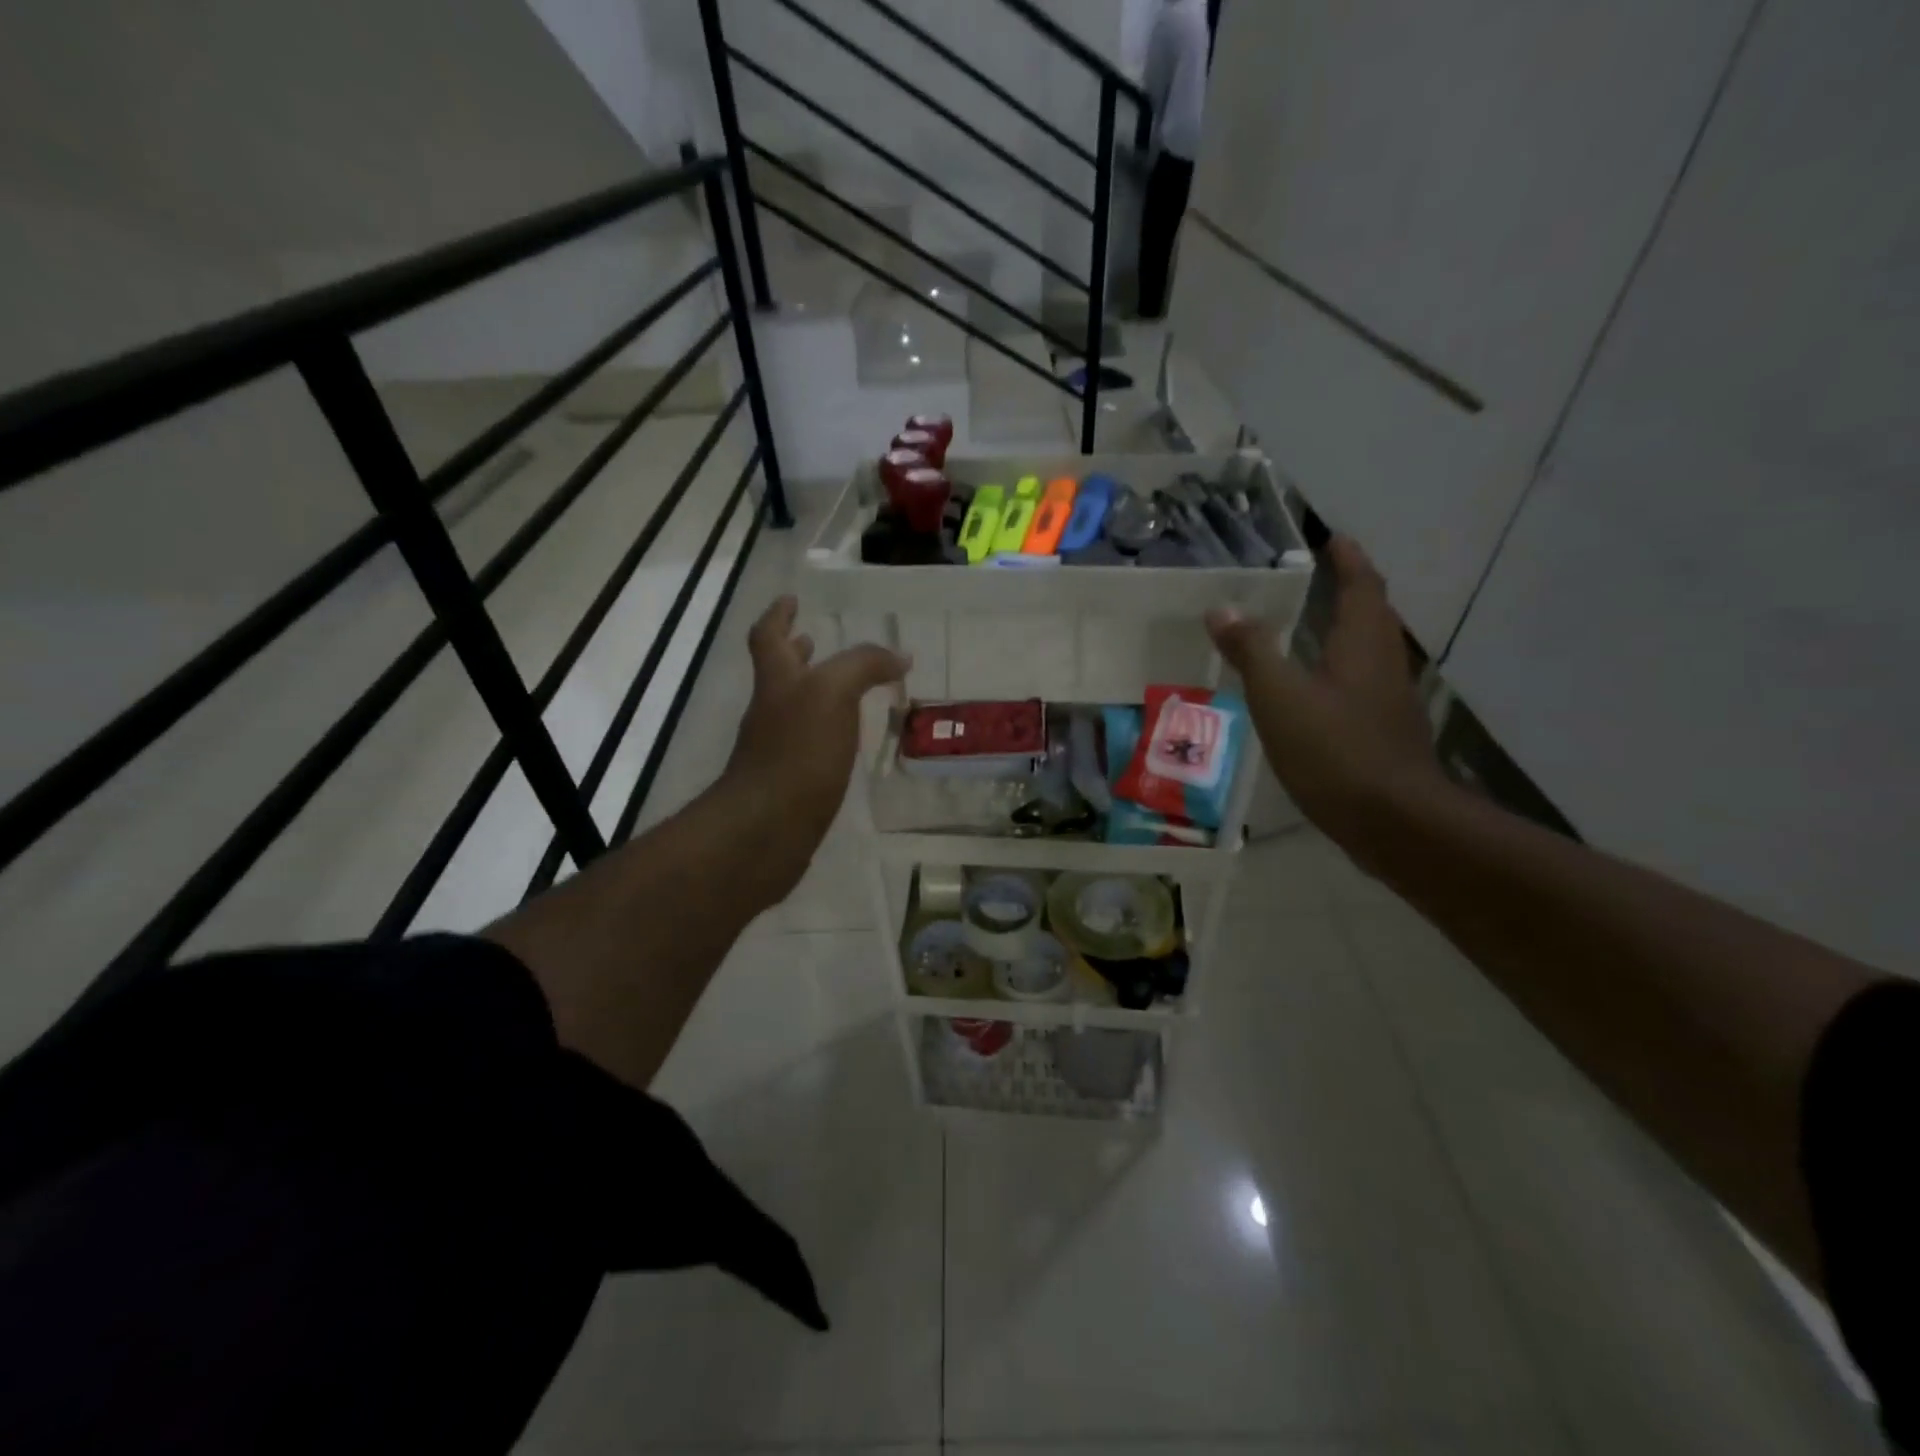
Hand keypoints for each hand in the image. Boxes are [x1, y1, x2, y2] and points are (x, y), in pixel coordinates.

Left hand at [722, 596, 908, 893]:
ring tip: (845, 689)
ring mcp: (777, 750)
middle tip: (814, 639)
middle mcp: (771, 712)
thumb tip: (899, 657)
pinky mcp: (789, 784)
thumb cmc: (797, 752)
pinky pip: (808, 746)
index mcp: (778, 682)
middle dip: (795, 653)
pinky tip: (845, 742)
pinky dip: (825, 733)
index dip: (778, 615)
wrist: (768, 828)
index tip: (791, 599)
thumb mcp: (832, 693)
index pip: (769, 636)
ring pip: (795, 710)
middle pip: (779, 673)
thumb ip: (864, 666)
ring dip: (814, 694)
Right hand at [1206, 538, 1446, 844]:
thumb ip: (1251, 651)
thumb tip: (1222, 609)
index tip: (1333, 538)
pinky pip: (1361, 684)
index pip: (1362, 586)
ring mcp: (1388, 701)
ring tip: (1312, 626)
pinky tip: (1315, 690)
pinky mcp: (1383, 733)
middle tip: (1321, 577)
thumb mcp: (1280, 696)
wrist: (1393, 821)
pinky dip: (1340, 670)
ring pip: (1369, 651)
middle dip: (1351, 591)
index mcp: (1362, 644)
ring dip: (1347, 630)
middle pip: (1373, 615)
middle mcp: (1383, 664)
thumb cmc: (1335, 750)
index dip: (1348, 559)